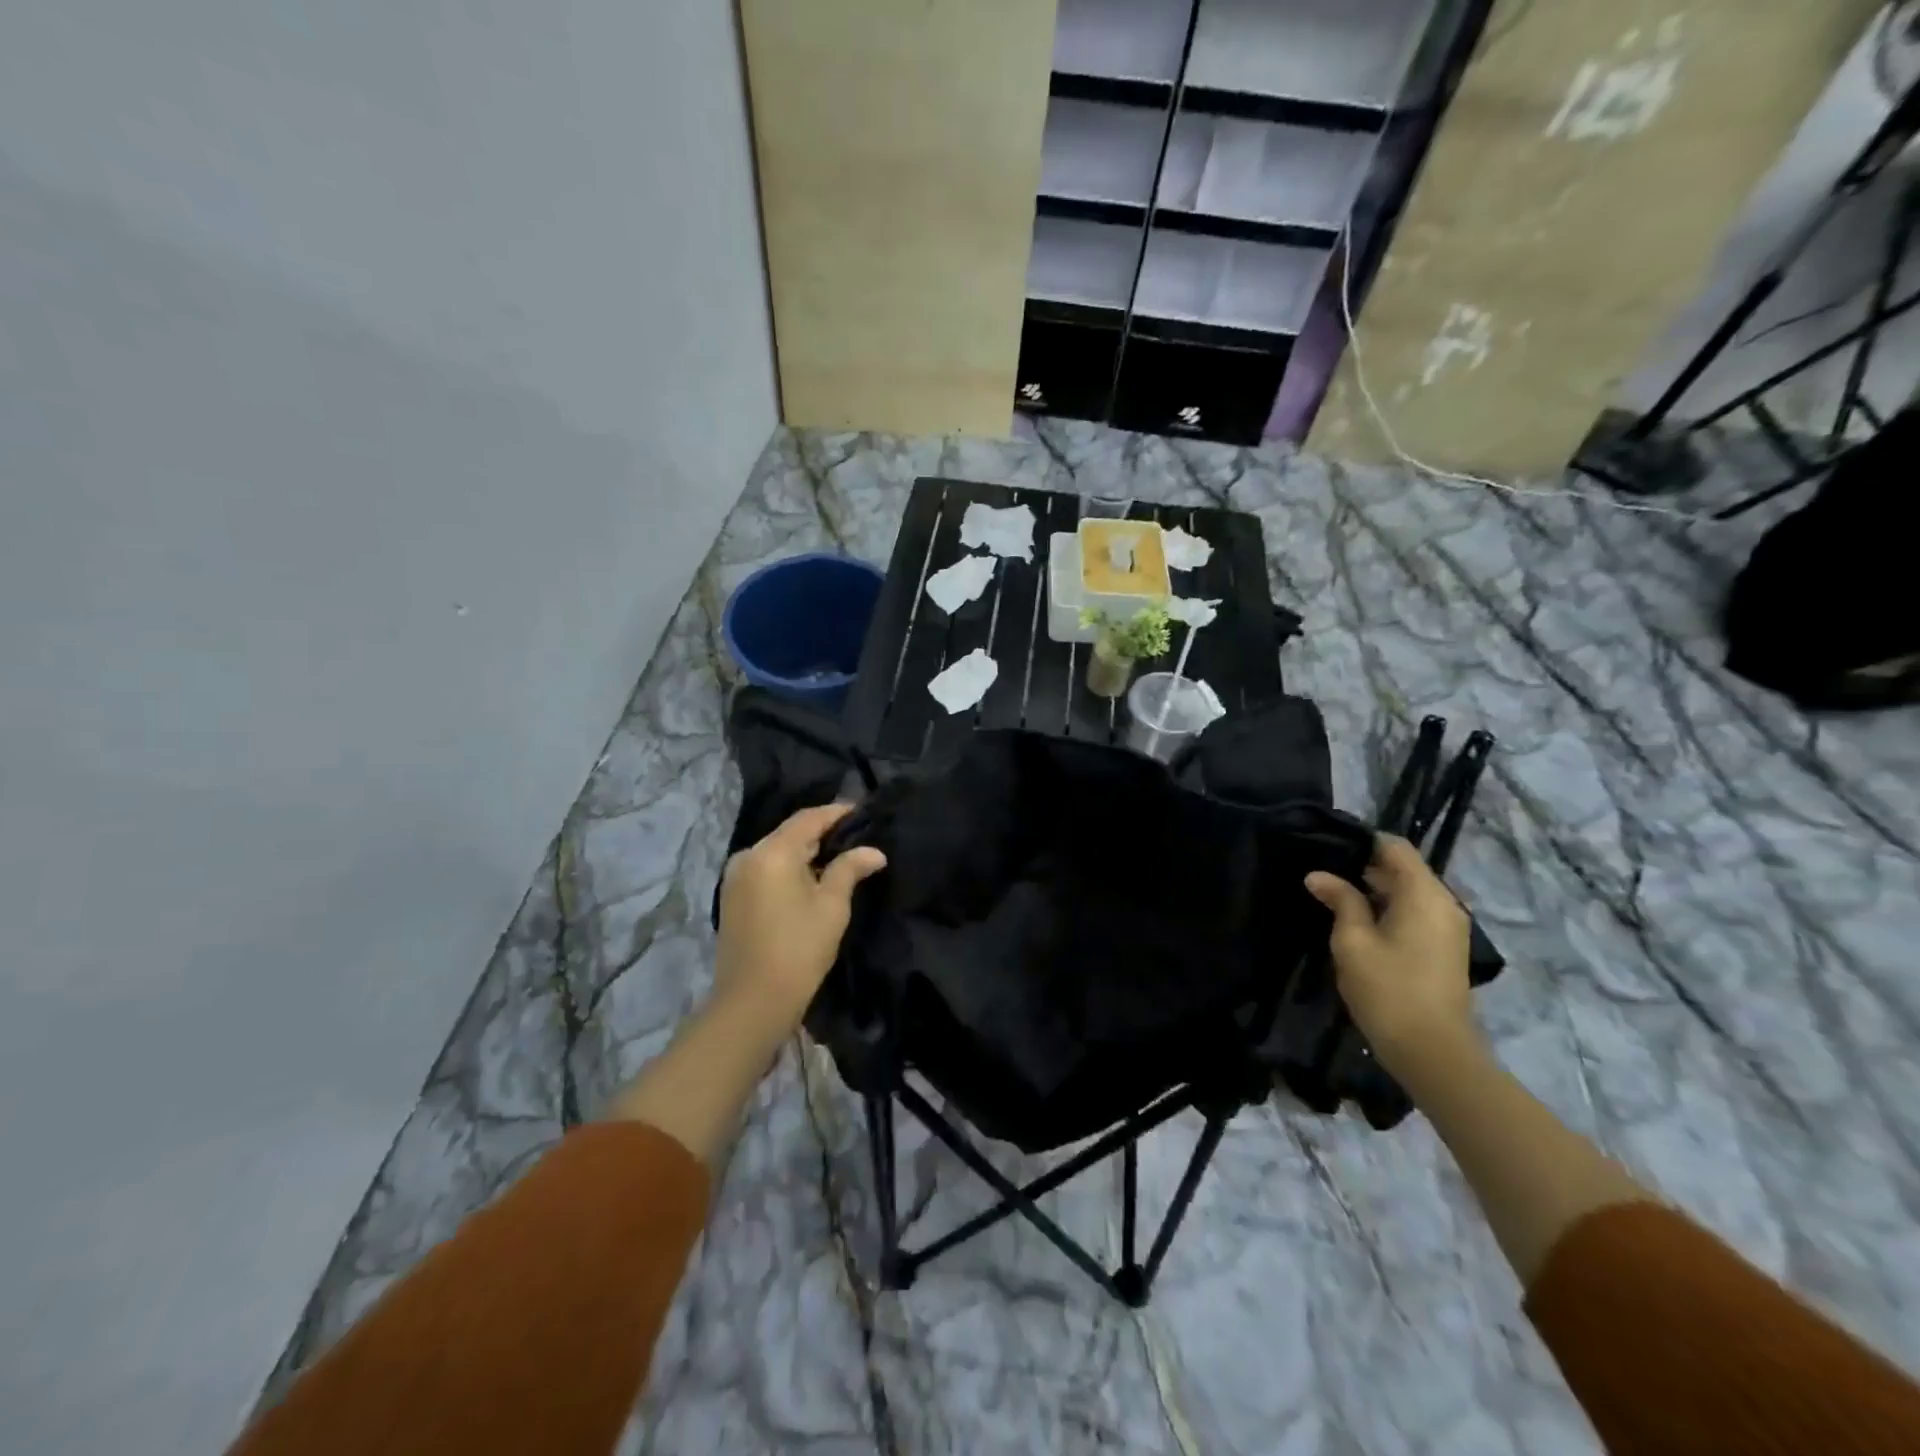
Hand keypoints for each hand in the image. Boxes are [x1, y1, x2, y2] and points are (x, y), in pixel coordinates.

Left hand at [714, 803, 886, 1032]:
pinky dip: (789, 868)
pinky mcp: (733, 897)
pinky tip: (811, 878)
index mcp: (771, 852)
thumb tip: (874, 851)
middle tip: (857, 835)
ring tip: (839, 857)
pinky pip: (766, 869)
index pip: (809, 819)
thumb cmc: (799, 949)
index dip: (838, 812)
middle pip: (790, 833)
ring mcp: (735, 877)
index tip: (864, 811)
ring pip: (777, 851)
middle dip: (823, 833)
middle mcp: (747, 856)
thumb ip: (850, 869)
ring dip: (806, 852)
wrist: (752, 1002)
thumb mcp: (831, 906)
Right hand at [1304, 835, 1477, 1084]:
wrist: (1433, 1052)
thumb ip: (1340, 900)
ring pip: (1408, 892)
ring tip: (1333, 894)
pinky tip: (1358, 920)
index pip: (1395, 847)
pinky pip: (1415, 912)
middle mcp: (1444, 903)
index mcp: (1424, 894)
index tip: (1327, 846)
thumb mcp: (1352, 941)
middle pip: (1403, 868)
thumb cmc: (1388, 989)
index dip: (1361, 841)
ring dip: (1375, 890)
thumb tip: (1319, 876)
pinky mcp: (1445, 947)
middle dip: (1364, 866)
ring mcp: (1448, 927)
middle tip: (1323, 872)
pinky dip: (1389, 908)